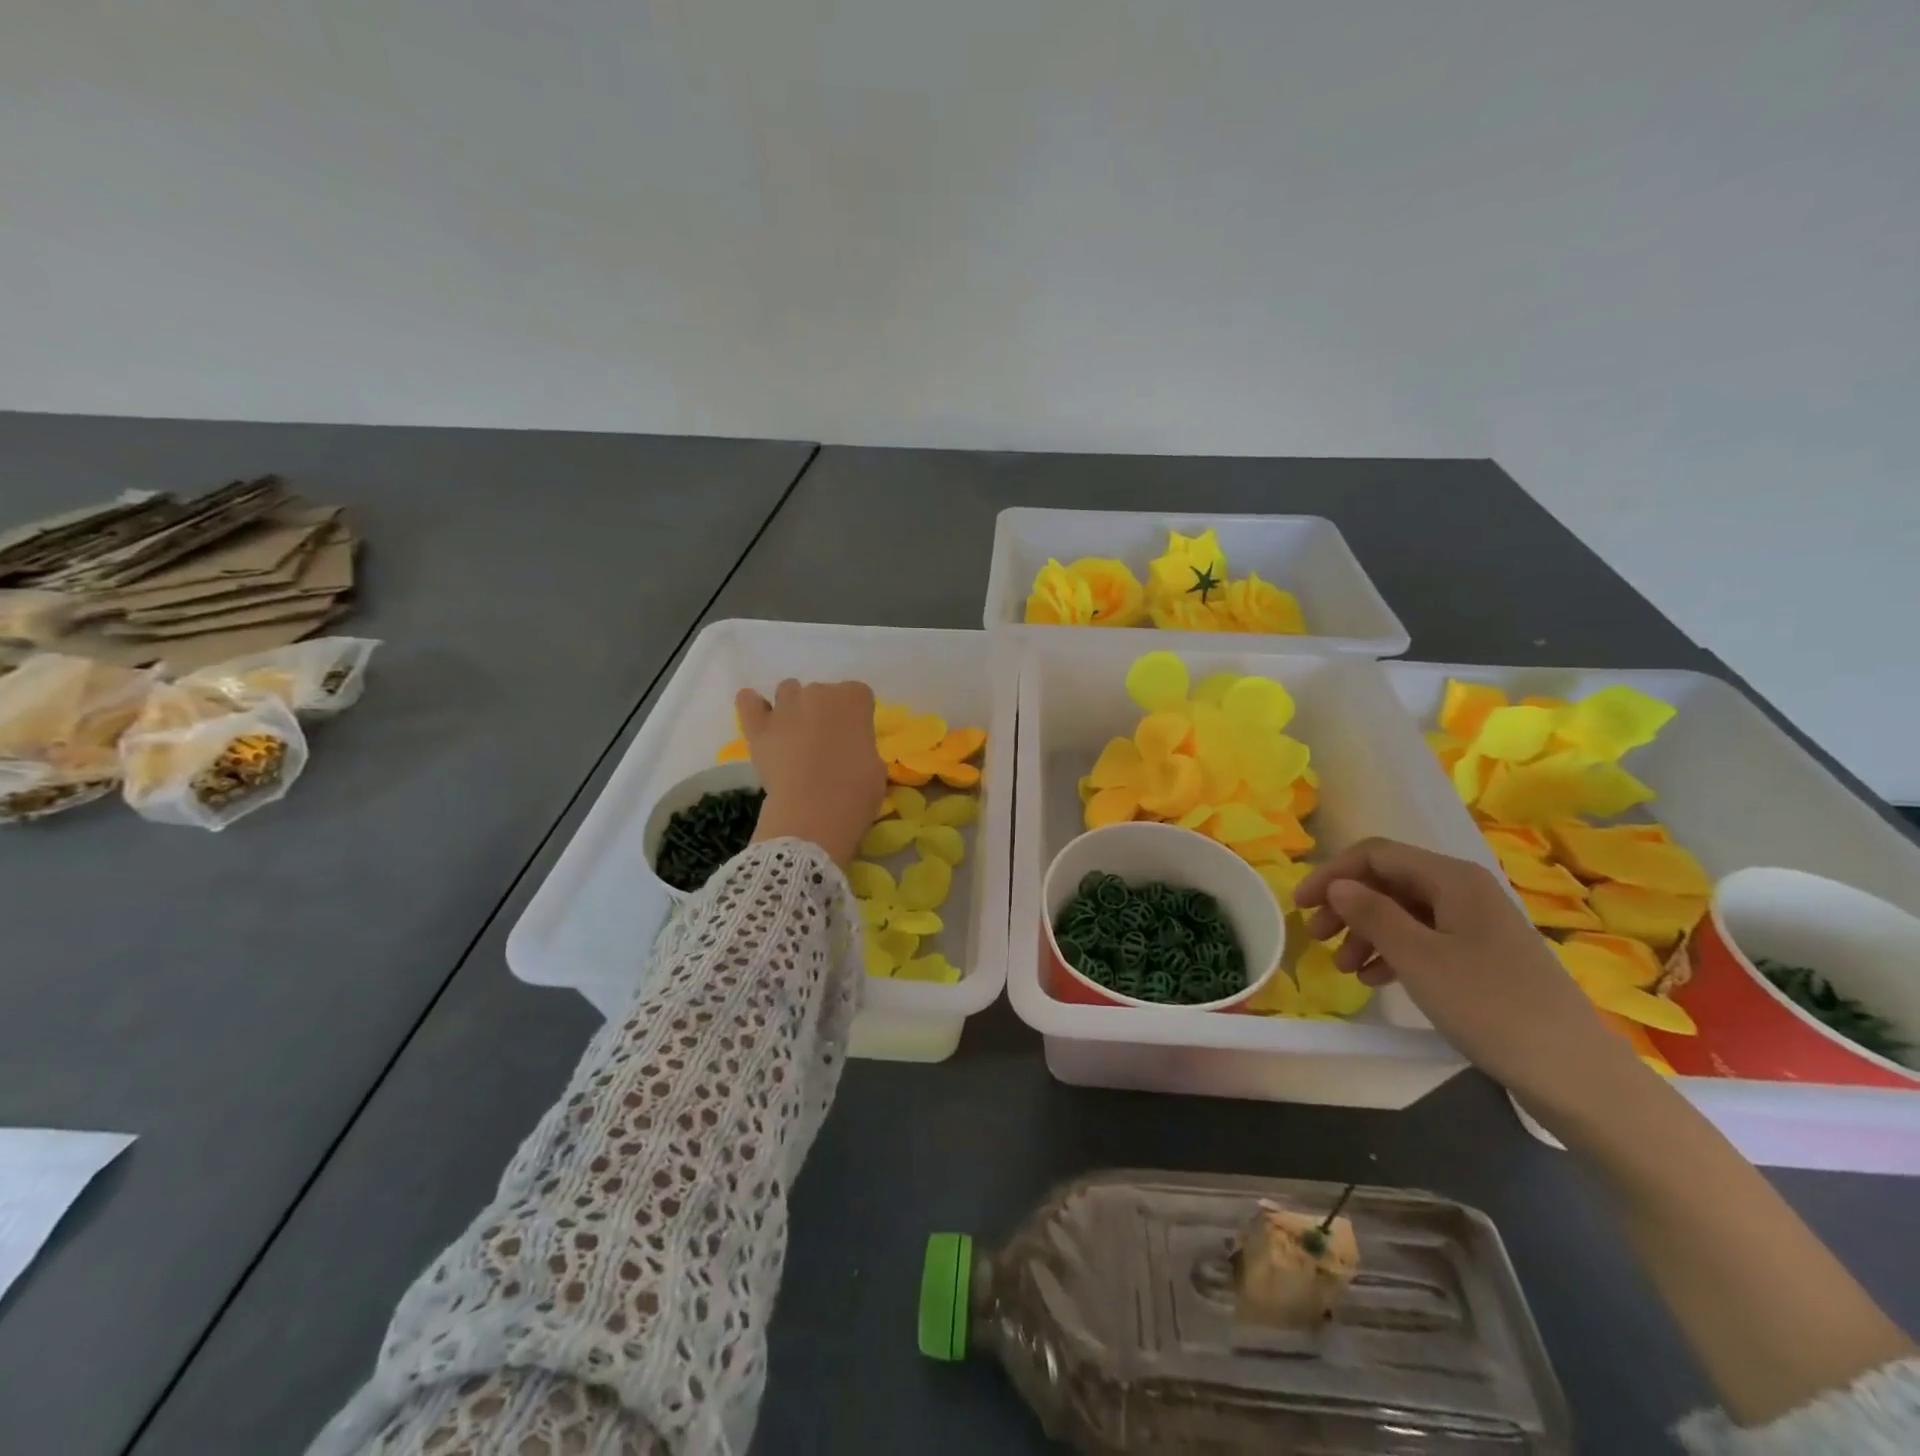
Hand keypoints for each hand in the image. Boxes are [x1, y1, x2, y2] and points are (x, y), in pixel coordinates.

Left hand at [738, 680, 885, 865]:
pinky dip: (752, 704)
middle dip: (825, 712)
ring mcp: (786, 706)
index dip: (857, 716)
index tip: (855, 737)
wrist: (815, 812)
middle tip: (826, 744)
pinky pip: (748, 702)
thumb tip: (850, 751)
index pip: (858, 694)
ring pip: (788, 691)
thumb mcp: (876, 767)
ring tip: (795, 734)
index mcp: (854, 699)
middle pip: (823, 692)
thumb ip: (862, 747)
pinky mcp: (758, 726)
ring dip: (793, 707)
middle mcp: (819, 692)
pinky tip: (757, 713)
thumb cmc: (856, 791)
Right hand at [1295, 837, 1640, 1111]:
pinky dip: (1392, 952)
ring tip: (1344, 967)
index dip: (1332, 874)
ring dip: (1366, 932)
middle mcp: (1465, 891)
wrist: (1575, 1075)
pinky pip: (1424, 939)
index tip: (1301, 906)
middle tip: (1317, 937)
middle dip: (1347, 905)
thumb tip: (1338, 886)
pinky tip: (1375, 978)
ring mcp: (1476, 925)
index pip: (1375, 855)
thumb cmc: (1489, 1006)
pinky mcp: (1482, 957)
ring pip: (1403, 912)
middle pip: (1388, 881)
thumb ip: (1371, 913)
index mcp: (1452, 879)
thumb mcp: (1418, 957)